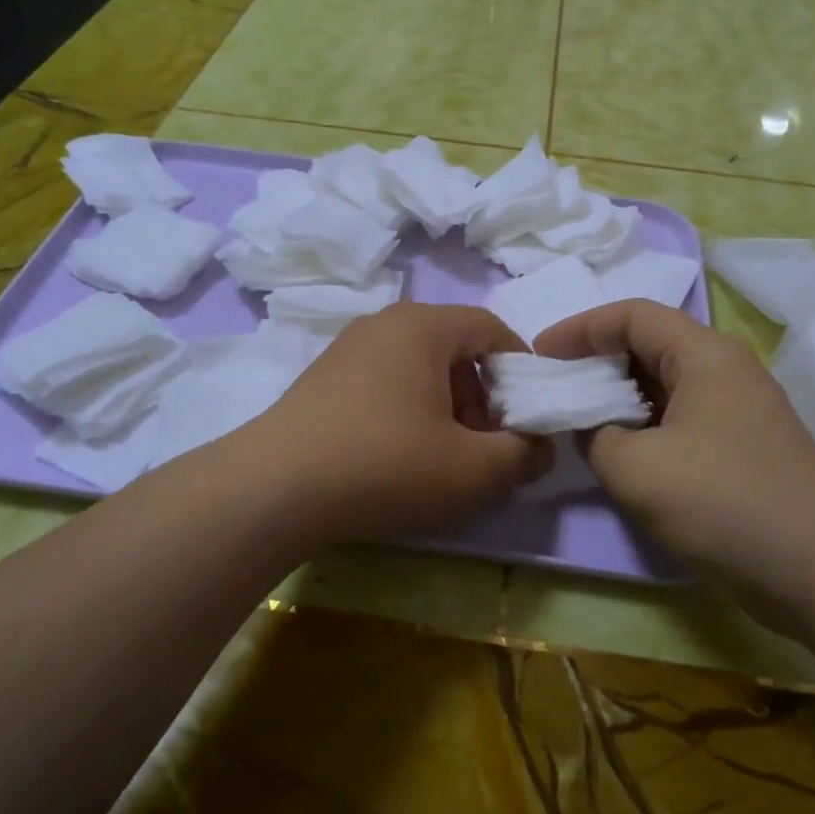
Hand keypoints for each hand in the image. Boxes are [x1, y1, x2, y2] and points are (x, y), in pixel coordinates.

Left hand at [248, 303, 552, 543]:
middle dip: (481, 395)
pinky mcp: (321, 379)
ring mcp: (346, 349)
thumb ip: (523, 455)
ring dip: (445, 407)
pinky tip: (396, 458)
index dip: (520, 367)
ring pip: (418, 368)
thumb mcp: (472, 469)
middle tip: (483, 444)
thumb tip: (542, 447)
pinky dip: (406, 412)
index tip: (529, 411)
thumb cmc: (385, 465)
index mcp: (423, 326)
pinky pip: (383, 383)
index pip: (490, 327)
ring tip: (441, 458)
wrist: (273, 490)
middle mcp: (383, 324)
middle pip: (454, 348)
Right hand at [535, 300, 814, 612]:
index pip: (631, 316)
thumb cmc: (723, 500)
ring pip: (664, 387)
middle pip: (648, 346)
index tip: (541, 356)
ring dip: (618, 399)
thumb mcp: (635, 467)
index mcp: (703, 354)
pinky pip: (680, 421)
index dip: (580, 329)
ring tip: (577, 422)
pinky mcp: (741, 450)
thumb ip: (595, 435)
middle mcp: (723, 371)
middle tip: (555, 389)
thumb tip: (592, 428)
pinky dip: (643, 428)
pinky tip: (619, 457)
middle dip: (596, 362)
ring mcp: (737, 412)